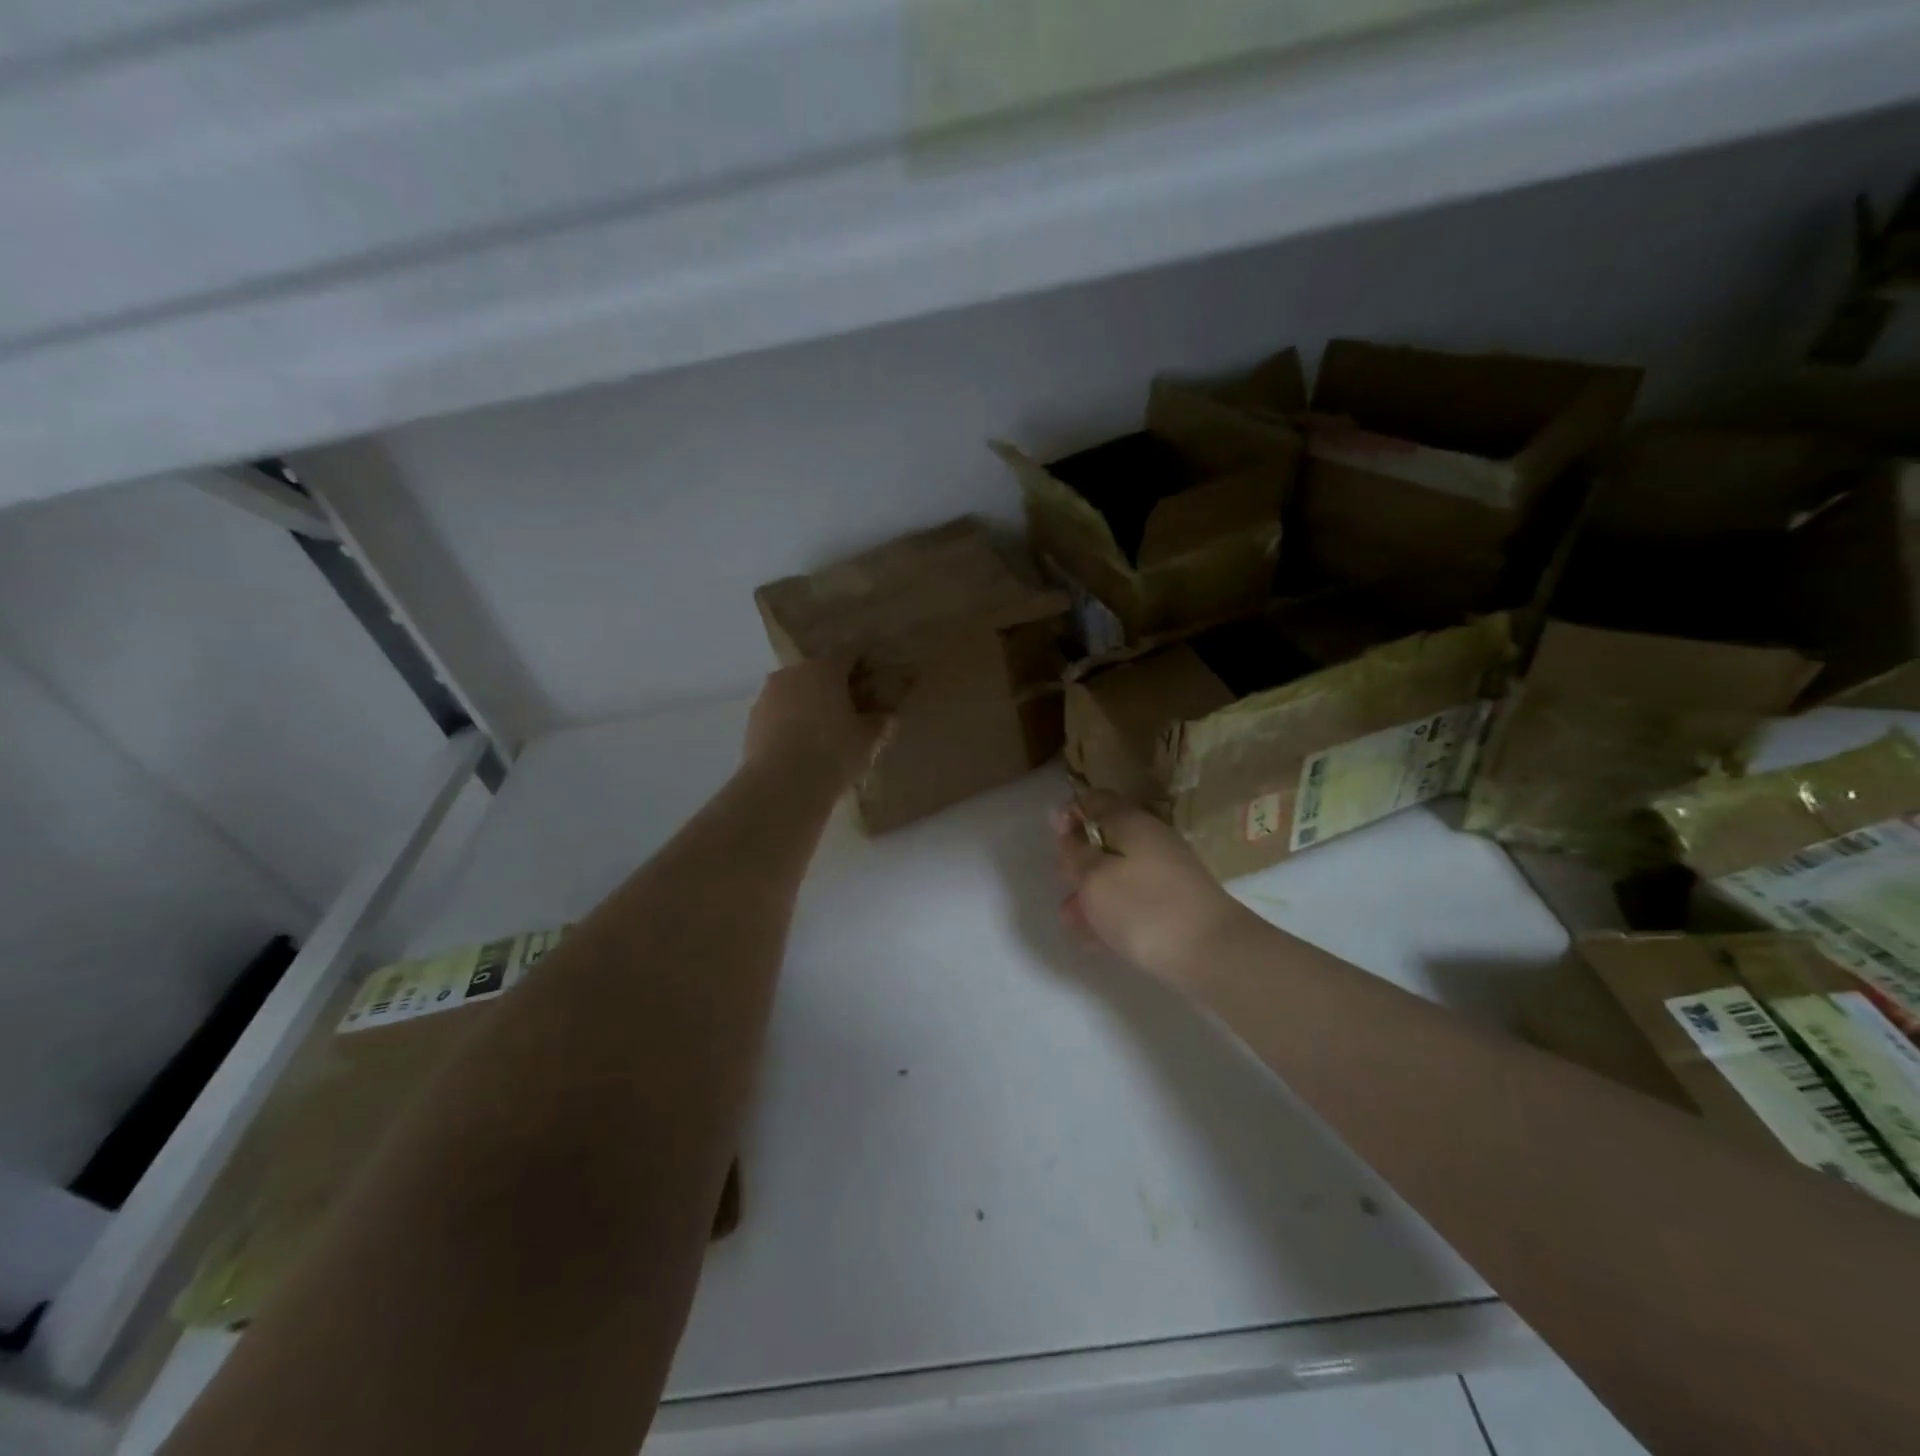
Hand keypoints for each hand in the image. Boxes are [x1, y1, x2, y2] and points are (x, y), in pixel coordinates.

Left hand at [744, 661, 887, 781]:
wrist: (782, 785)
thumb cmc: (833, 752)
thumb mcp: (867, 739)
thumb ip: (879, 723)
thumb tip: (887, 717)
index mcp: (824, 669)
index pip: (849, 655)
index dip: (863, 666)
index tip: (873, 681)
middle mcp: (792, 673)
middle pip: (818, 673)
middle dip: (833, 688)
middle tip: (849, 711)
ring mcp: (767, 696)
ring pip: (794, 693)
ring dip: (808, 706)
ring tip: (822, 733)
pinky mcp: (752, 721)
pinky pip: (778, 715)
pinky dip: (790, 724)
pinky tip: (800, 747)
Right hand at [1054, 791, 1259, 989]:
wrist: (1213, 954)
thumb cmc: (1143, 908)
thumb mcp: (1093, 877)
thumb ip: (1074, 849)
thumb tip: (1064, 821)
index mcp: (1131, 822)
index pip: (1095, 800)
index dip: (1070, 814)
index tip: (1054, 840)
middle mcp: (1151, 840)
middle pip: (1106, 839)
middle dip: (1079, 863)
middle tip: (1063, 886)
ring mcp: (1167, 872)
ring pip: (1119, 874)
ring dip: (1092, 894)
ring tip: (1074, 923)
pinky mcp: (1176, 903)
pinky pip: (1135, 899)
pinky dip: (1113, 913)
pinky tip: (1098, 940)